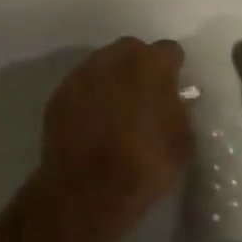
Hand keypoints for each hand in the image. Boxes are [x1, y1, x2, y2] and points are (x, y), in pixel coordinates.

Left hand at [36, 37, 194, 241]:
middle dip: (140, 67)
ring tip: (115, 110)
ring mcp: (82, 74)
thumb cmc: (145, 165)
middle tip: (144, 96)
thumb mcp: (182, 142)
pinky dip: (88, 98)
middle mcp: (115, 58)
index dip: (173, 69)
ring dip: (112, 80)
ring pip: (103, 65)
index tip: (174, 88)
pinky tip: (92, 123)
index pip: (169, 51)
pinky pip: (81, 87)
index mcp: (151, 64)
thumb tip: (175, 102)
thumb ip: (180, 112)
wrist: (88, 191)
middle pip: (132, 50)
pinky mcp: (59, 94)